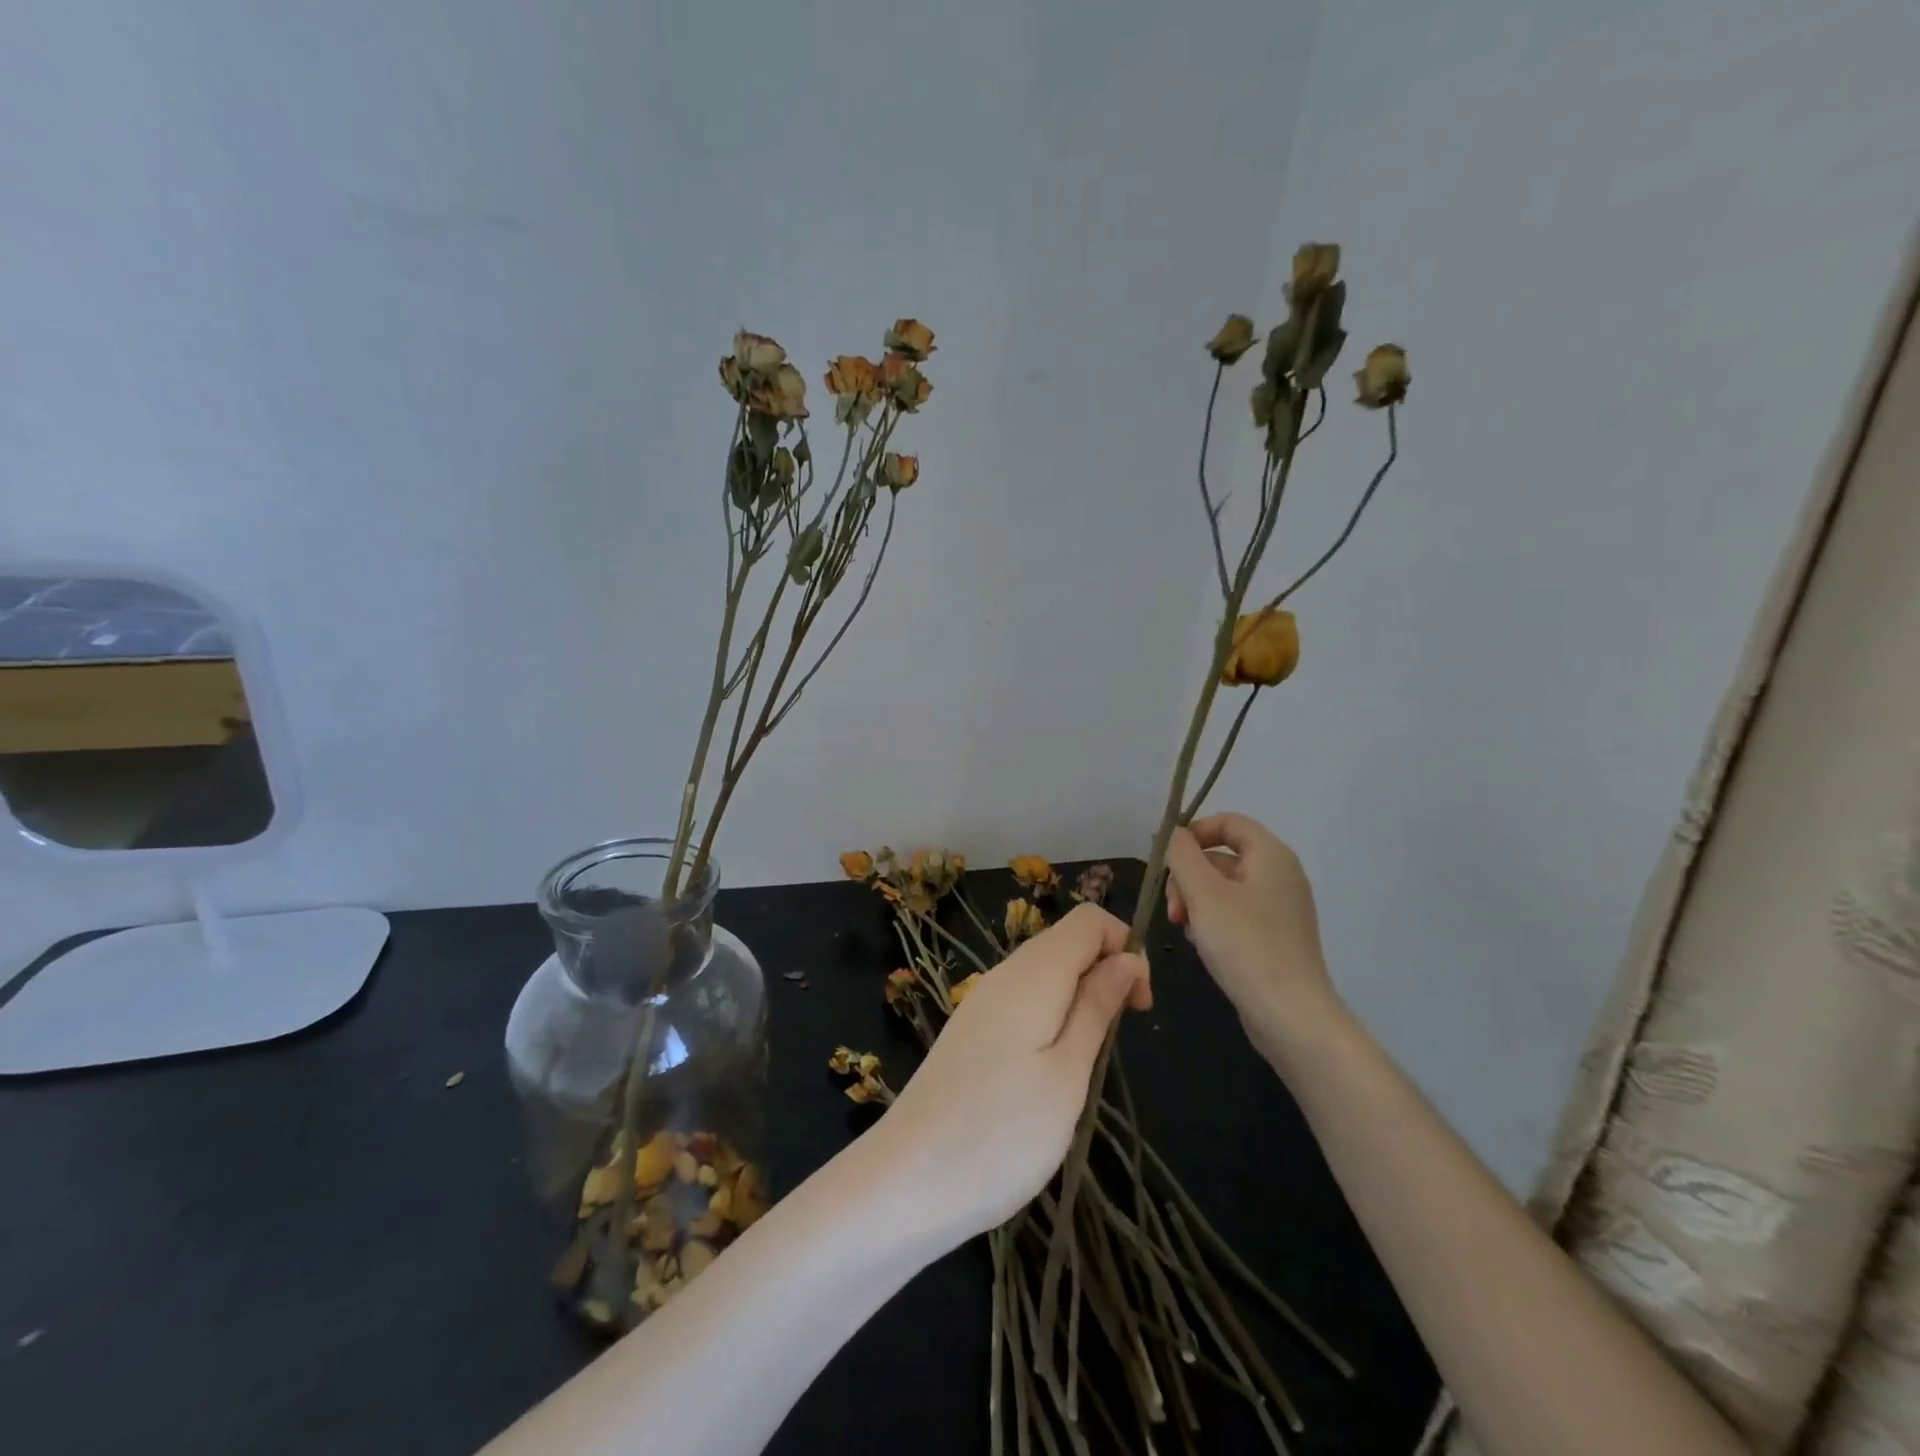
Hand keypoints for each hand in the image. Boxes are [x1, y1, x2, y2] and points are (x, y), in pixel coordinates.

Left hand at [872, 903, 1149, 1240]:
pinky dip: (1051, 1017)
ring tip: (1085, 1064)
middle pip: (1066, 942)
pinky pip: (1023, 1000)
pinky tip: (1049, 1070)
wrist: (907, 1180)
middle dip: (1106, 973)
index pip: (1088, 920)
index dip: (1125, 947)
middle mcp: (1004, 974)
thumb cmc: (1002, 1132)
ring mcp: (981, 1002)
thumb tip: (1127, 958)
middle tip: (1116, 1040)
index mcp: (1032, 974)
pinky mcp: (970, 1031)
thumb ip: (1097, 1007)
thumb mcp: (1067, 1073)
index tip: (1139, 1006)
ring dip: (1080, 999)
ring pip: (1045, 973)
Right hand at [1164, 812, 1340, 1061]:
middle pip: (1222, 856)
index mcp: (1271, 855)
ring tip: (1183, 928)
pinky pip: (1234, 913)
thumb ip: (1182, 855)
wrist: (1290, 1016)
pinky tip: (1200, 944)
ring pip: (1223, 887)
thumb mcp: (1203, 894)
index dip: (1194, 832)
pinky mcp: (1274, 937)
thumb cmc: (1245, 945)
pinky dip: (1212, 921)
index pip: (1228, 822)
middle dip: (1188, 876)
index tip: (1167, 859)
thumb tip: (1173, 833)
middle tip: (1173, 907)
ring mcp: (1279, 908)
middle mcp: (1280, 875)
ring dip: (1195, 901)